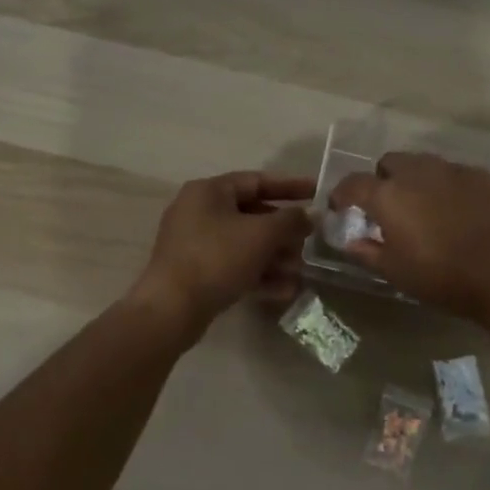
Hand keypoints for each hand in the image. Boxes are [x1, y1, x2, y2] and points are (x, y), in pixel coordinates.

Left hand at [131, 171, 314, 331]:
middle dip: (284, 231)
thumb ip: (291, 220)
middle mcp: (199, 211)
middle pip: (252, 214)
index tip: (316, 193)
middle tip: (309, 241)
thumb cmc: (217, 258)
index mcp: (209, 191)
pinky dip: (258, 274)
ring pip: (245, 243)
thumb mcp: (261, 234)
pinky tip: (284, 290)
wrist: (172, 309)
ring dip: (275, 256)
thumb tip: (308, 215)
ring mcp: (195, 244)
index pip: (257, 181)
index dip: (290, 186)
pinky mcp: (196, 272)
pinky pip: (234, 265)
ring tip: (299, 271)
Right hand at [329, 152, 489, 321]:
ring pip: (423, 164)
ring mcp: (452, 170)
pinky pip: (453, 173)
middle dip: (383, 180)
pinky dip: (446, 186)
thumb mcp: (395, 272)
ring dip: (415, 180)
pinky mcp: (481, 175)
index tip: (342, 207)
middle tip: (390, 208)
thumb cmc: (442, 277)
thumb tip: (350, 240)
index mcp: (388, 195)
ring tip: (425, 208)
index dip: (343, 194)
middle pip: (389, 163)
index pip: (353, 183)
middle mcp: (417, 172)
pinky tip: (457, 211)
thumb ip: (366, 251)